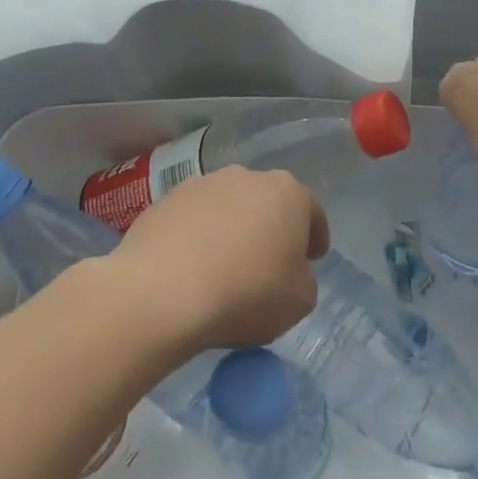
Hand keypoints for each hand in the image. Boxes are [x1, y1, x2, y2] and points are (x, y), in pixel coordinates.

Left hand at [110, 167, 329, 350]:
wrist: (162, 293)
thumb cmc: (247, 293)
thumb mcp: (300, 301)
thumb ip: (303, 279)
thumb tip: (288, 272)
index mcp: (287, 192)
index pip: (311, 211)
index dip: (315, 236)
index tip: (312, 259)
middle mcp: (245, 177)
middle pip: (266, 203)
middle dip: (270, 229)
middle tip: (268, 263)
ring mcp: (199, 186)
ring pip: (226, 208)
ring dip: (230, 231)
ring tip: (223, 268)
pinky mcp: (162, 203)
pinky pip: (191, 221)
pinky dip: (195, 239)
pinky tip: (190, 270)